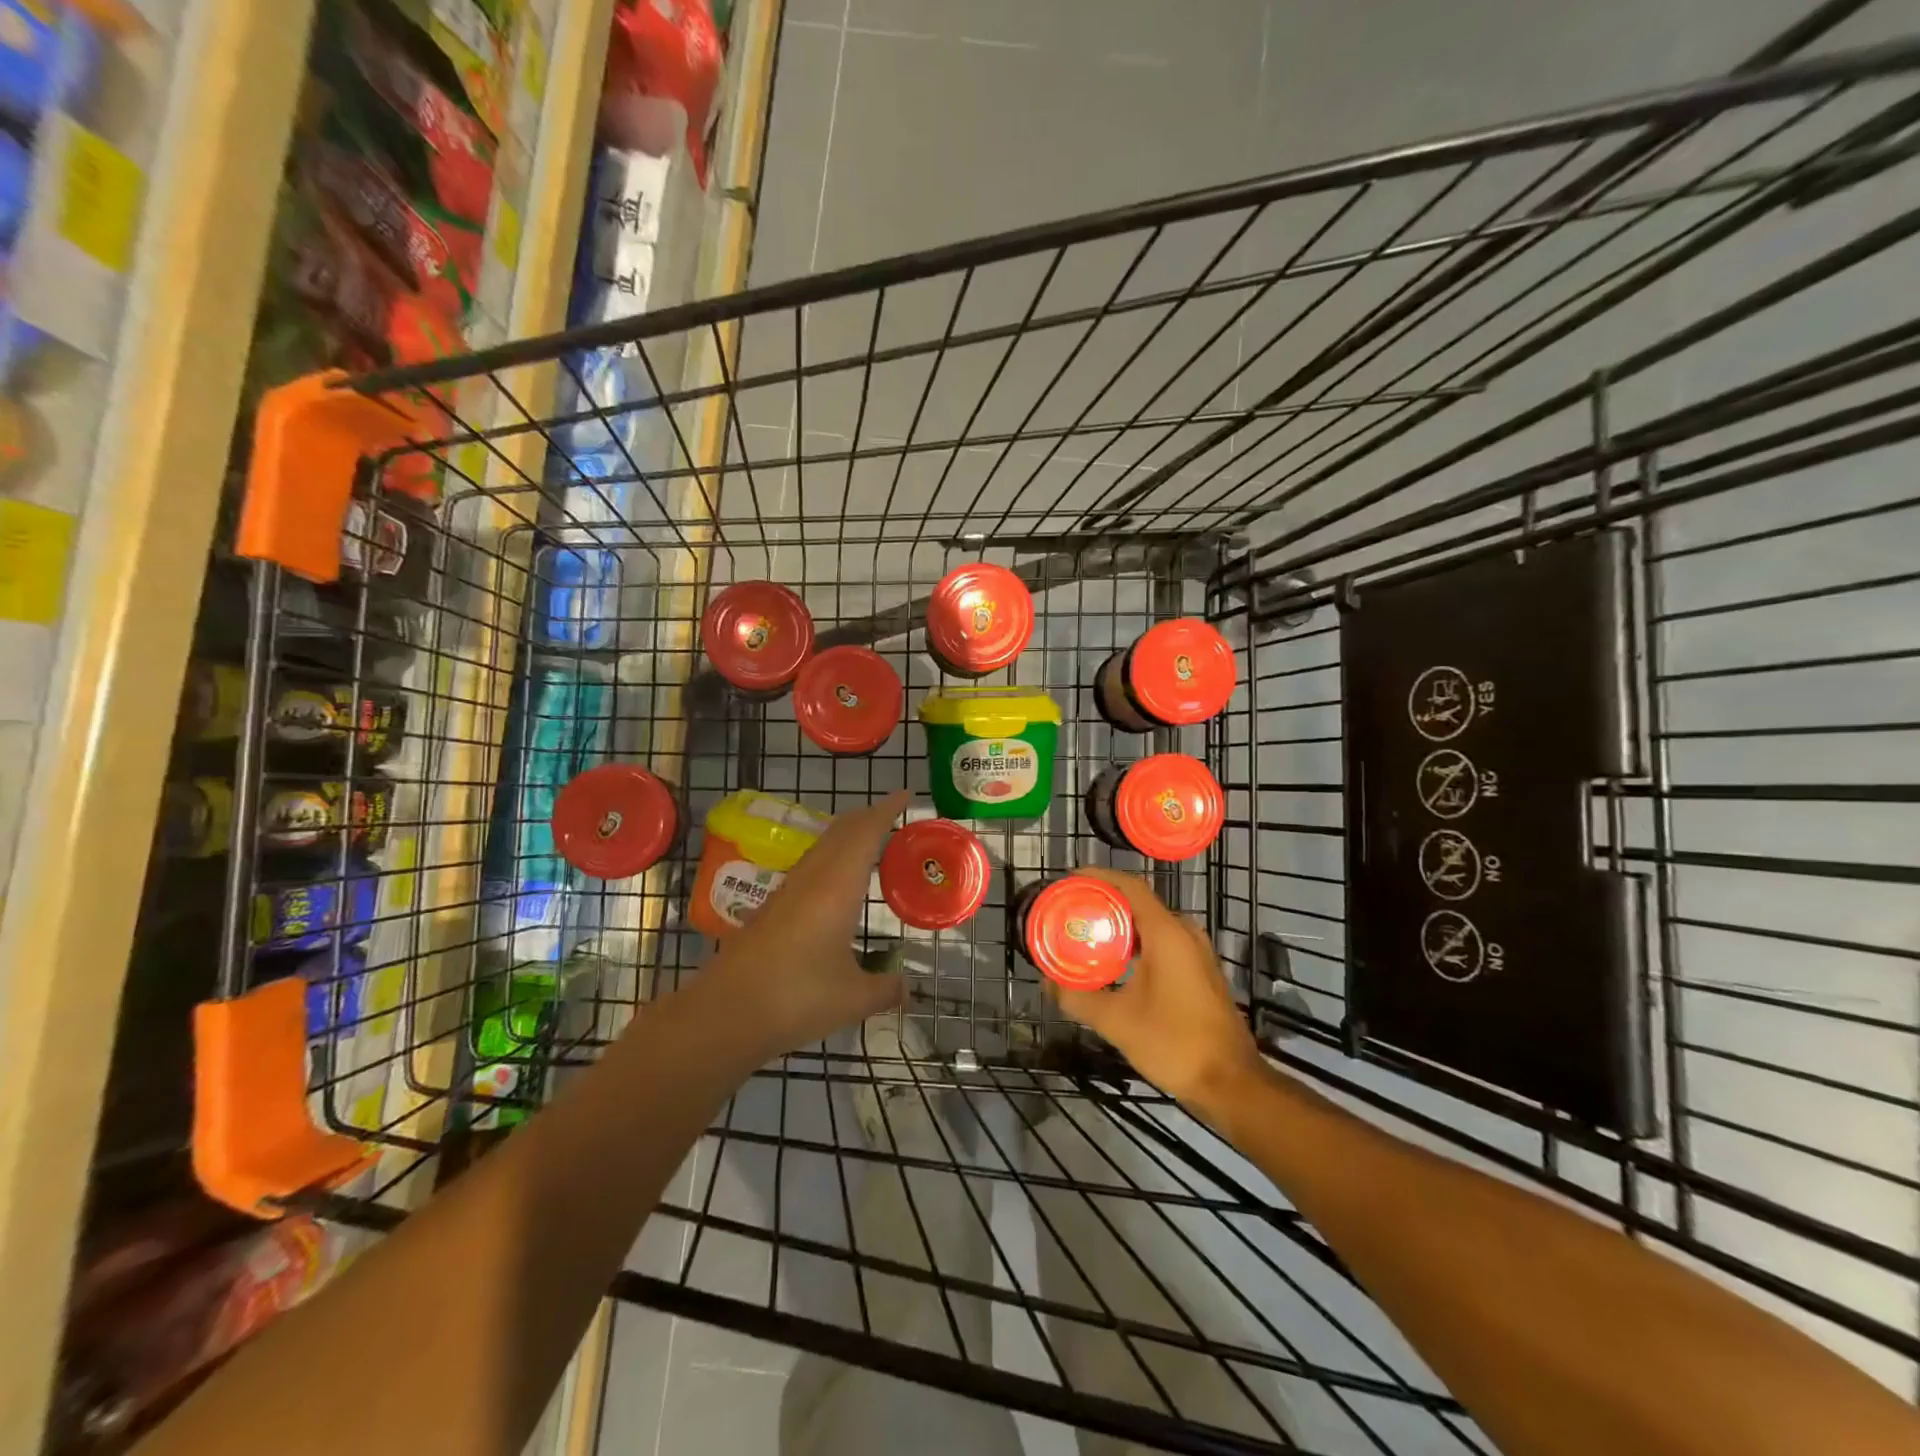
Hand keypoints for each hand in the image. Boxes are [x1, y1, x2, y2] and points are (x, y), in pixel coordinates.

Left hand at [707, 790, 909, 1056]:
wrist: (725, 1013)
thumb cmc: (796, 998)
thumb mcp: (853, 998)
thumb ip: (885, 989)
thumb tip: (907, 989)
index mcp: (837, 887)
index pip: (865, 834)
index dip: (886, 810)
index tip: (904, 795)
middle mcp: (812, 878)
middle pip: (841, 832)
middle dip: (866, 817)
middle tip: (891, 814)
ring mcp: (787, 891)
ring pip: (821, 847)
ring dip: (846, 836)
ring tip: (868, 841)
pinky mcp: (772, 909)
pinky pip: (810, 867)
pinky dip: (831, 858)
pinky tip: (834, 882)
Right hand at [1047, 867, 1266, 1113]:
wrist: (1231, 1083)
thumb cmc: (1174, 1043)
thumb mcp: (1116, 1021)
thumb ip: (1078, 998)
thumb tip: (1049, 984)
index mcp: (1167, 933)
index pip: (1130, 886)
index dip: (1099, 877)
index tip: (1070, 880)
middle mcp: (1185, 933)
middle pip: (1139, 903)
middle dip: (1104, 903)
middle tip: (1071, 912)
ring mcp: (1197, 952)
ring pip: (1151, 924)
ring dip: (1120, 926)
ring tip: (1086, 935)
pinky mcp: (1200, 971)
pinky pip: (1163, 942)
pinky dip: (1136, 943)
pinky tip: (1115, 963)